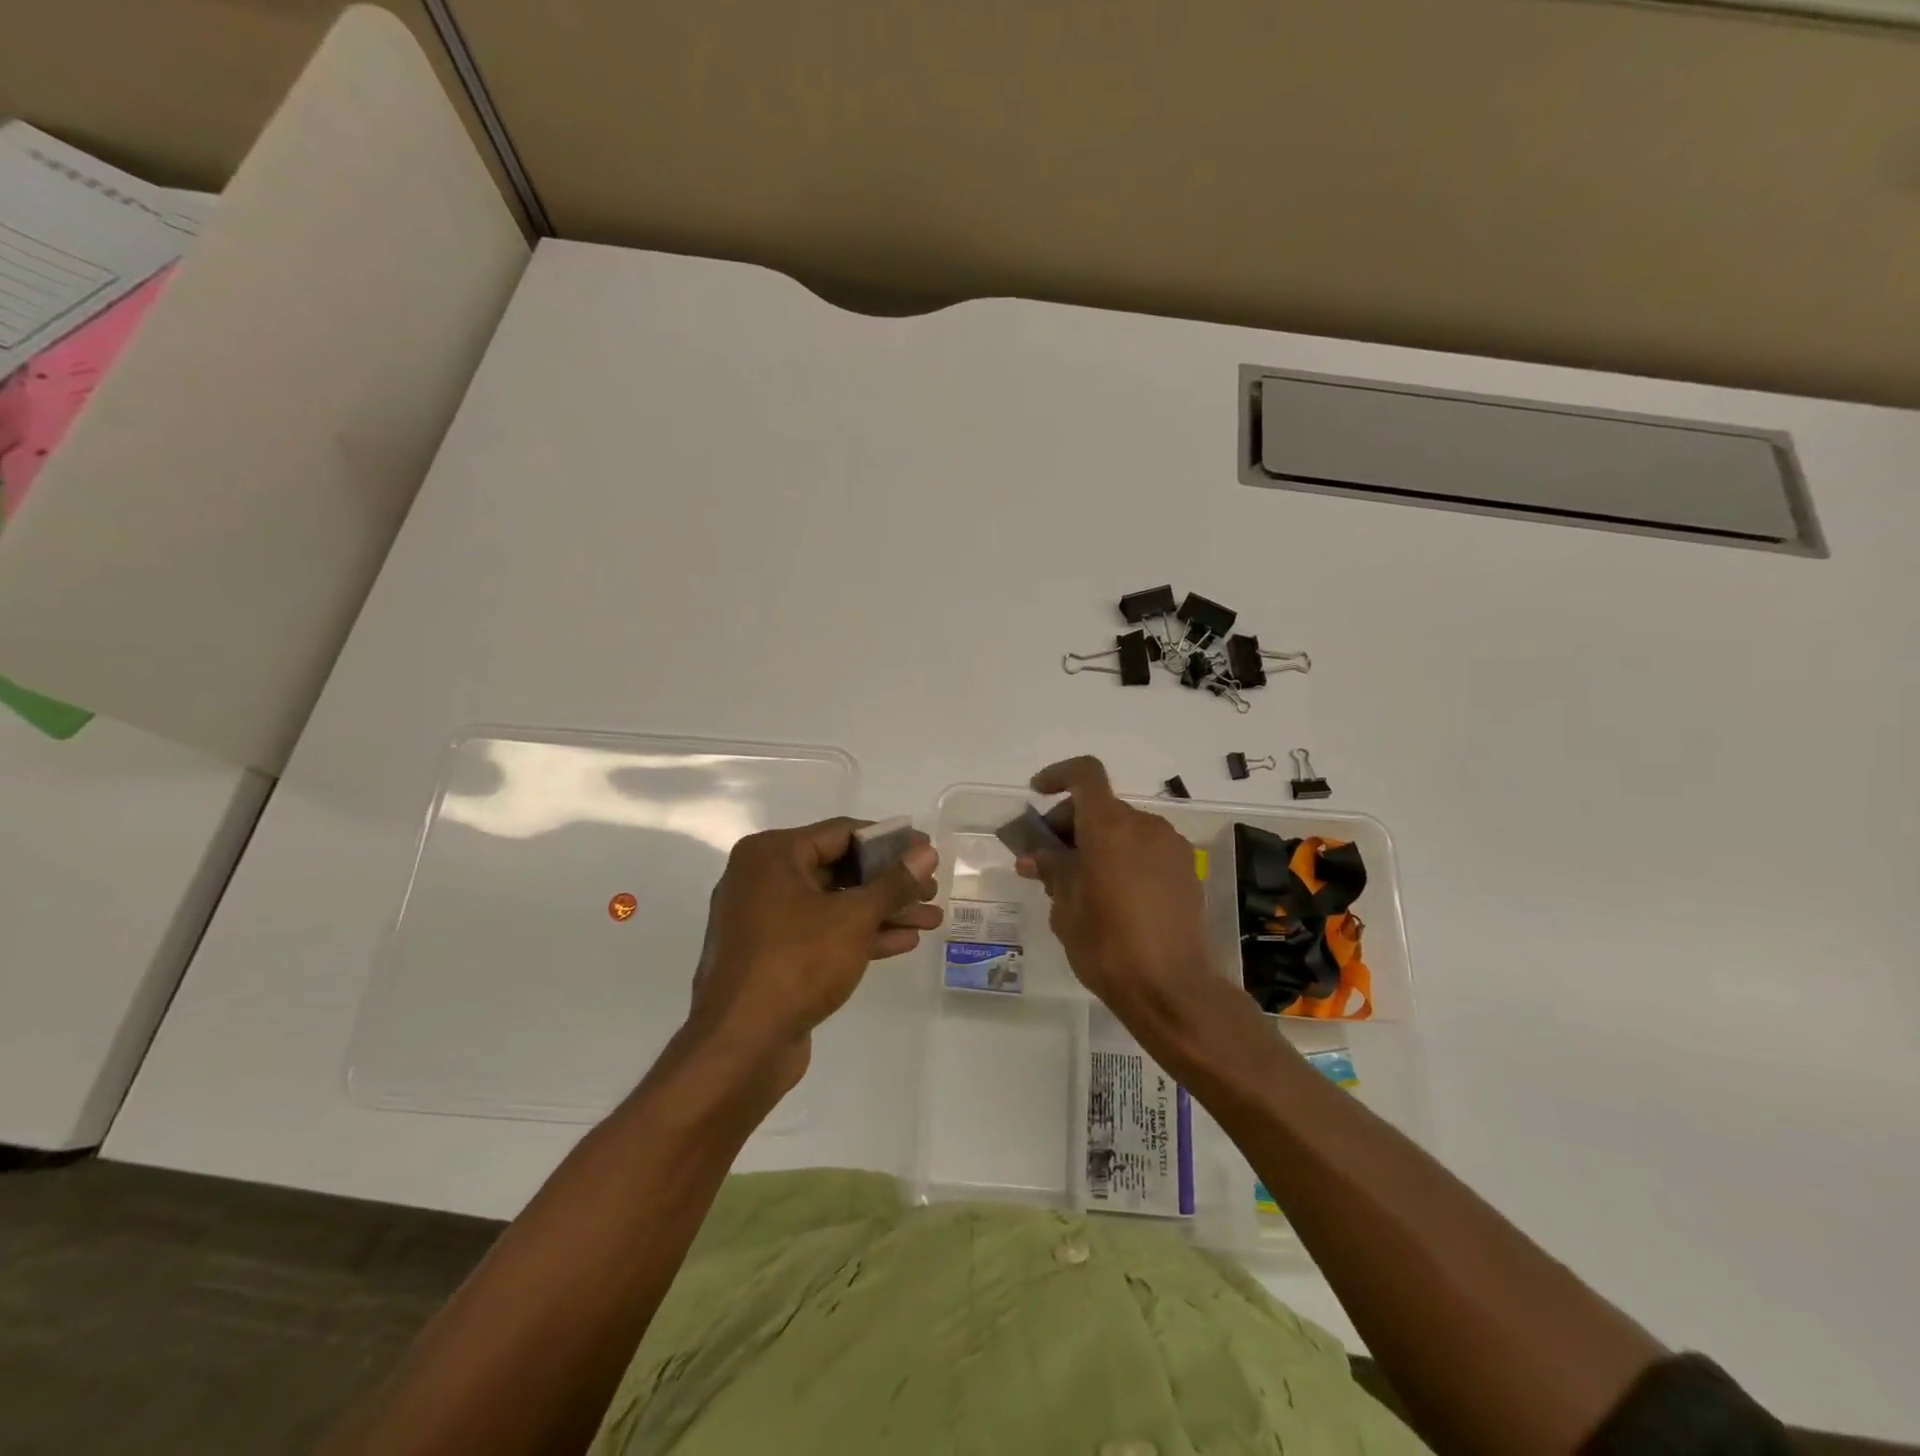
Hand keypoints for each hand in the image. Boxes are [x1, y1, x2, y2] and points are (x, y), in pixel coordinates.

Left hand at [688, 818, 940, 1094]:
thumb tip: (927, 853)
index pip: (842, 832)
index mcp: (772, 854)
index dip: (890, 842)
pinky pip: (821, 933)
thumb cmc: (797, 963)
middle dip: (889, 883)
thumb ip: (894, 883)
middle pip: (839, 868)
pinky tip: (903, 942)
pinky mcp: (772, 955)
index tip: (927, 852)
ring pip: (834, 904)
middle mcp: (762, 878)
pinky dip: (859, 934)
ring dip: (881, 911)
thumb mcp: (854, 918)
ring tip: (930, 919)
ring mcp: (764, 919)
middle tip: (931, 890)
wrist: (740, 1047)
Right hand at [1014, 756, 1215, 1029]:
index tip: (1037, 794)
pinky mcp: (1187, 870)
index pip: (1085, 775)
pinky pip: (1146, 849)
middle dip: (1070, 822)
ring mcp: (1171, 847)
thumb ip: (1052, 870)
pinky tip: (1112, 895)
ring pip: (1125, 828)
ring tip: (1079, 883)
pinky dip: (1123, 857)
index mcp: (1110, 827)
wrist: (1171, 988)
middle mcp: (1144, 826)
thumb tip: (1035, 856)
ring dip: (1098, 842)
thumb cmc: (1107, 944)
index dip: (1058, 775)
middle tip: (1048, 858)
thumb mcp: (1066, 907)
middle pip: (1102, 805)